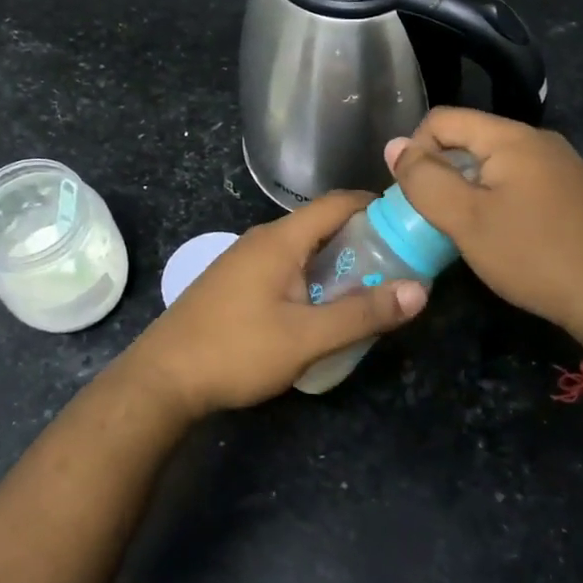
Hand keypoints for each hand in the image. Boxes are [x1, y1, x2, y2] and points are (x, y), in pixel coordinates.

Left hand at [116, 192, 427, 420]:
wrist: (162, 379)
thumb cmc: (236, 351)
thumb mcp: (306, 338)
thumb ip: (362, 314)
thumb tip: (420, 290)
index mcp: (280, 240)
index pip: (338, 202)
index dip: (377, 206)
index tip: (411, 224)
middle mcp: (262, 240)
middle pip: (322, 225)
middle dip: (363, 240)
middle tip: (400, 265)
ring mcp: (244, 261)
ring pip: (303, 250)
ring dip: (337, 263)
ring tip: (371, 289)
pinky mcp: (235, 284)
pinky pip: (285, 268)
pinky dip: (313, 278)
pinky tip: (324, 309)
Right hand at [386, 109, 582, 347]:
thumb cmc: (533, 255)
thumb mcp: (466, 220)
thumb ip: (425, 180)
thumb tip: (395, 146)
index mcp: (512, 136)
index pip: (442, 119)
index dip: (416, 150)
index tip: (415, 195)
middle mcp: (538, 139)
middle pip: (468, 138)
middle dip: (442, 171)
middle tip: (435, 216)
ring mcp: (560, 164)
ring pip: (493, 161)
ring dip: (467, 187)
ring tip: (463, 227)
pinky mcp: (572, 190)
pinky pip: (518, 179)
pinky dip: (495, 197)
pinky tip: (500, 233)